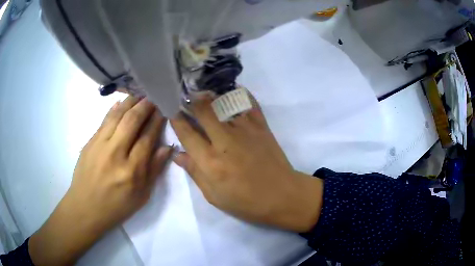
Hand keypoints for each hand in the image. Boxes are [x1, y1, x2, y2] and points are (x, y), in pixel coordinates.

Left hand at [29, 96, 172, 265]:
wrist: (86, 208)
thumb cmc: (116, 206)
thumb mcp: (141, 196)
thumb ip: (154, 170)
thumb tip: (167, 147)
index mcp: (132, 171)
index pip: (147, 138)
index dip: (157, 121)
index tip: (164, 109)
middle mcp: (115, 153)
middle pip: (132, 121)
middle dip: (145, 105)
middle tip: (154, 96)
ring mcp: (99, 145)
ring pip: (117, 116)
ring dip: (130, 102)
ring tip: (139, 94)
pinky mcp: (89, 143)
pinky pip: (104, 121)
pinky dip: (114, 109)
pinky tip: (120, 102)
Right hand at [171, 95, 322, 231]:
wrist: (282, 196)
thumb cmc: (246, 202)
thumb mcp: (214, 196)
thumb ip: (195, 173)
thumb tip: (178, 154)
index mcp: (211, 162)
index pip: (186, 134)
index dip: (176, 120)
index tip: (170, 111)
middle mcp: (225, 141)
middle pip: (203, 111)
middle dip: (191, 101)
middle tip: (185, 98)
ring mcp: (245, 130)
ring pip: (223, 103)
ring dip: (210, 96)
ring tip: (203, 92)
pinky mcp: (262, 126)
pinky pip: (249, 103)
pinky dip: (239, 94)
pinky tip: (232, 90)